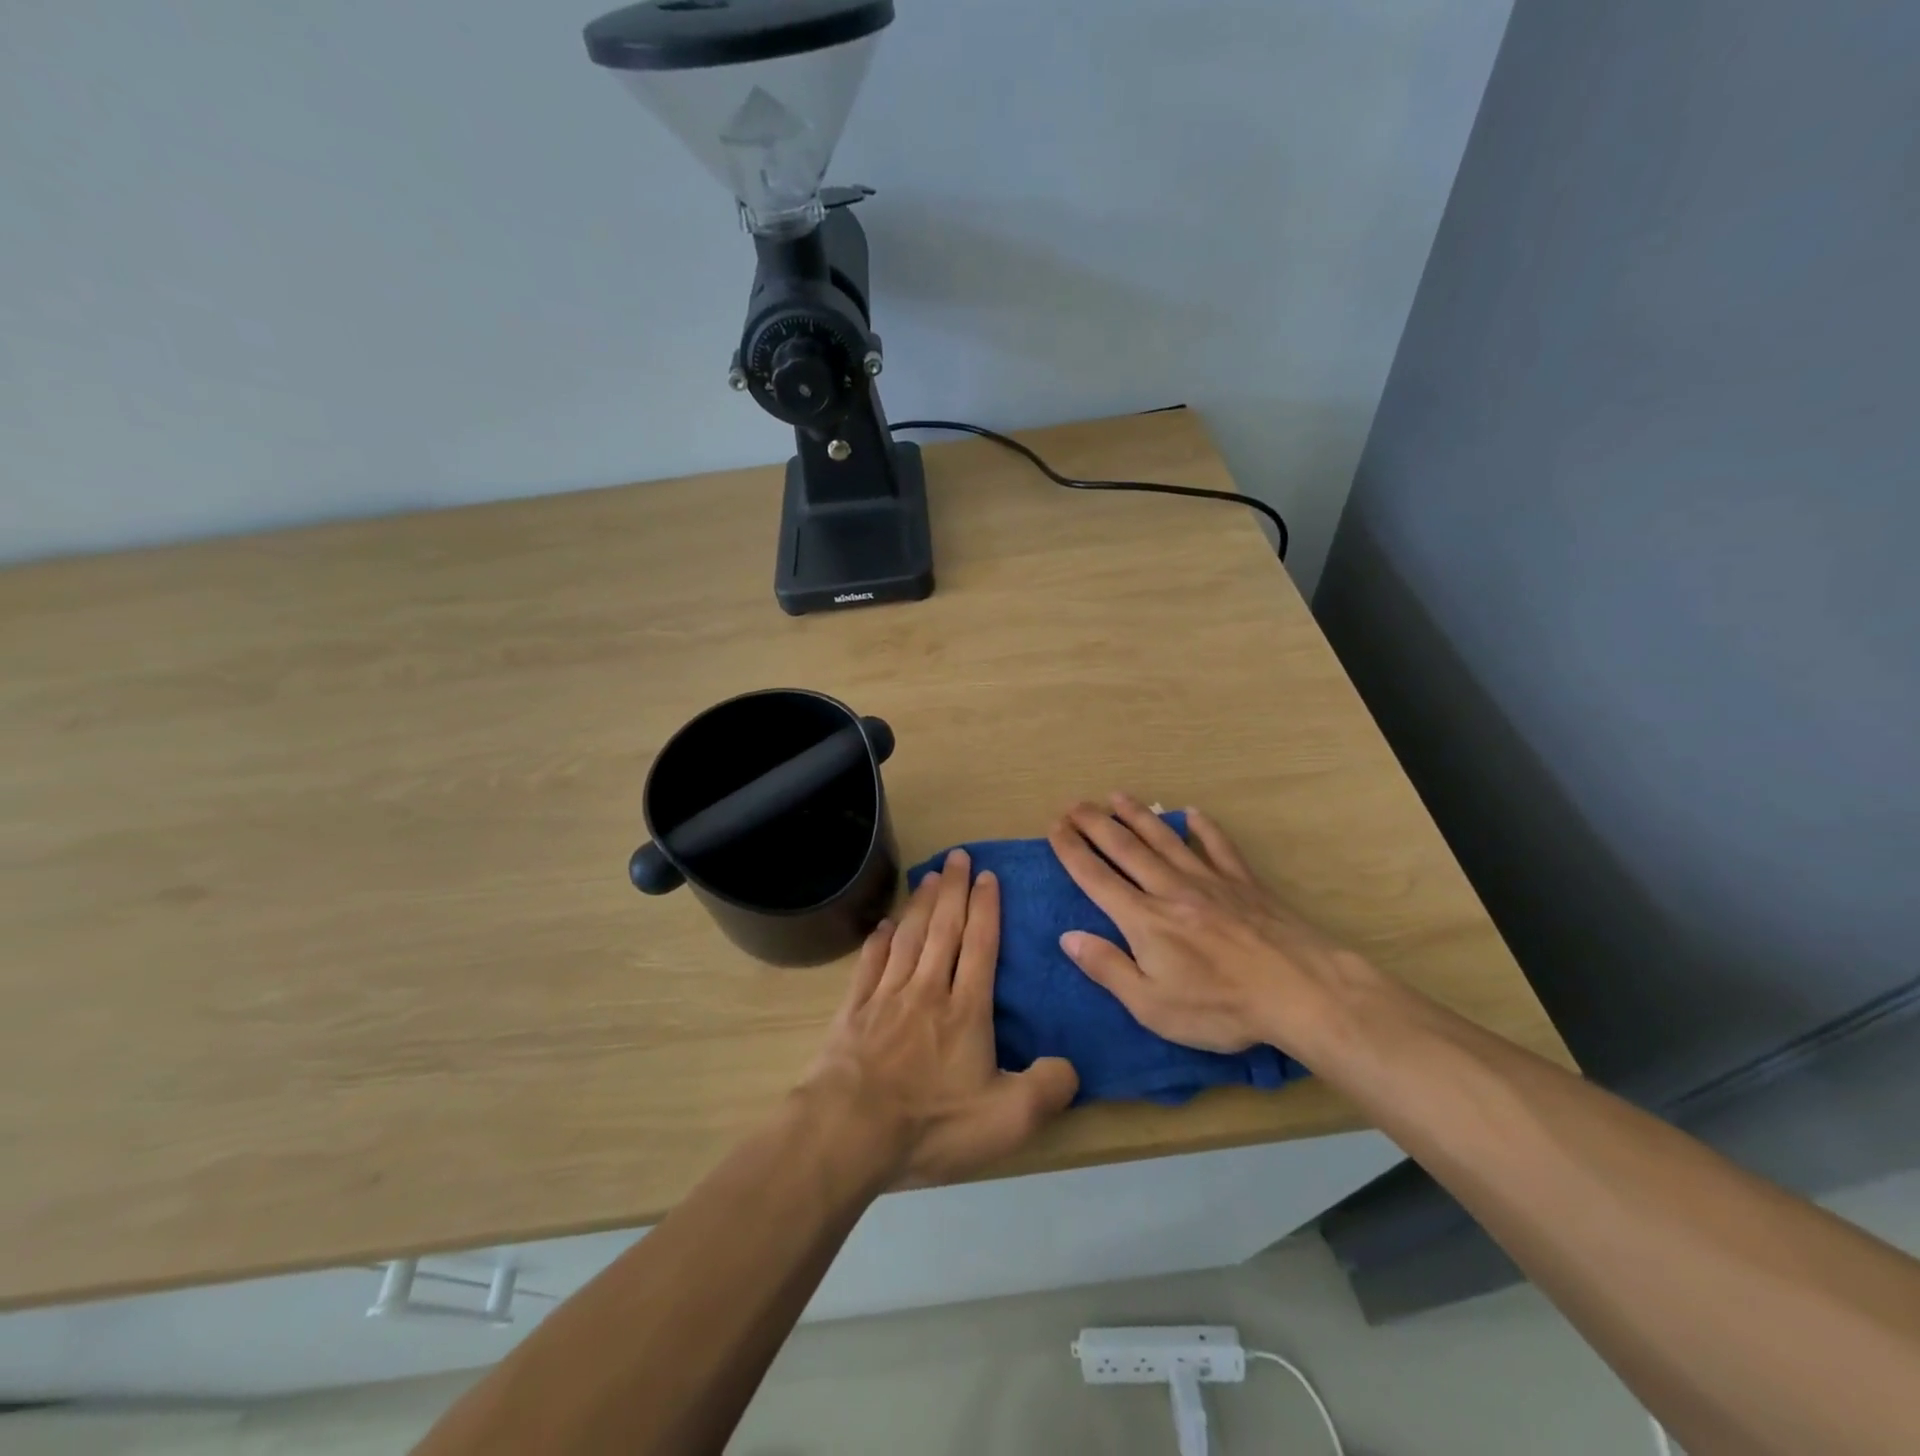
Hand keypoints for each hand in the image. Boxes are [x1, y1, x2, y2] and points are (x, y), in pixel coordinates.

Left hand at [802, 849, 1078, 1186]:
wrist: (849, 1131)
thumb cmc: (932, 1124)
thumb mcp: (1006, 1120)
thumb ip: (1046, 1089)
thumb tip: (1071, 1067)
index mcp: (965, 1010)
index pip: (980, 946)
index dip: (986, 908)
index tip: (987, 876)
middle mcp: (926, 990)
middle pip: (943, 928)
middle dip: (954, 889)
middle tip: (958, 855)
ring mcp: (886, 997)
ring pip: (908, 937)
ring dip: (920, 904)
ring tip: (929, 875)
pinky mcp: (853, 1011)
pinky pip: (869, 964)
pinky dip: (878, 941)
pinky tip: (883, 925)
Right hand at [1047, 794, 1377, 1060]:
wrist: (1300, 990)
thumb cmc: (1221, 1007)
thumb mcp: (1152, 1006)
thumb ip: (1108, 969)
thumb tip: (1068, 937)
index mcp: (1144, 919)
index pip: (1096, 877)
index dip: (1071, 851)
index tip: (1054, 827)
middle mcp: (1170, 889)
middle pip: (1125, 848)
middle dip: (1095, 823)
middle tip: (1075, 804)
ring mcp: (1209, 880)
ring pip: (1164, 839)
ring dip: (1138, 815)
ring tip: (1116, 795)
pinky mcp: (1243, 882)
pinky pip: (1218, 846)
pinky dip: (1203, 828)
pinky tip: (1192, 813)